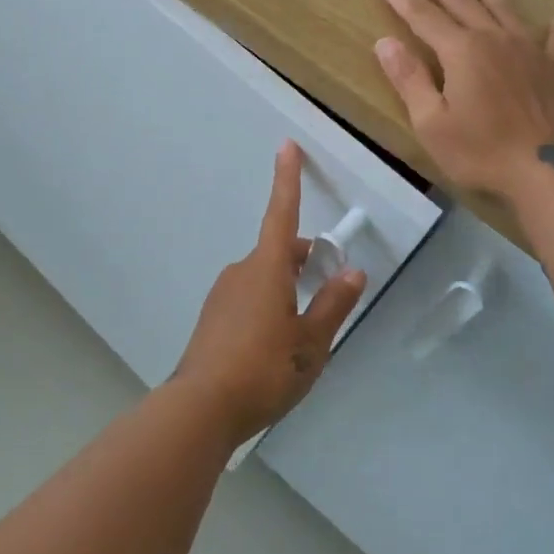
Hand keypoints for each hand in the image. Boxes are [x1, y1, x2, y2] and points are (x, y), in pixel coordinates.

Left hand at [176, 142, 366, 444]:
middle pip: (279, 252)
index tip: (286, 145)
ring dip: (288, 287)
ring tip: (305, 332)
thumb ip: (333, 305)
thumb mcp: (310, 343)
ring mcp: (224, 294)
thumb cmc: (263, 370)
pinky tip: (275, 346)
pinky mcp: (213, 317)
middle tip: (329, 288)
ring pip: (265, 277)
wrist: (200, 409)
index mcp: (267, 269)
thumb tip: (352, 272)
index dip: (287, 179)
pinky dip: (269, 305)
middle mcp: (242, 271)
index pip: (282, 213)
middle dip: (305, 260)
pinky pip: (249, 298)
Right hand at [375, 0, 553, 200]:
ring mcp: (528, 52)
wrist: (544, 170)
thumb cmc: (479, 149)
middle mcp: (493, 40)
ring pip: (505, 11)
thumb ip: (409, 79)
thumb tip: (385, 42)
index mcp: (460, 51)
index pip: (422, 16)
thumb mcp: (430, 121)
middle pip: (463, 3)